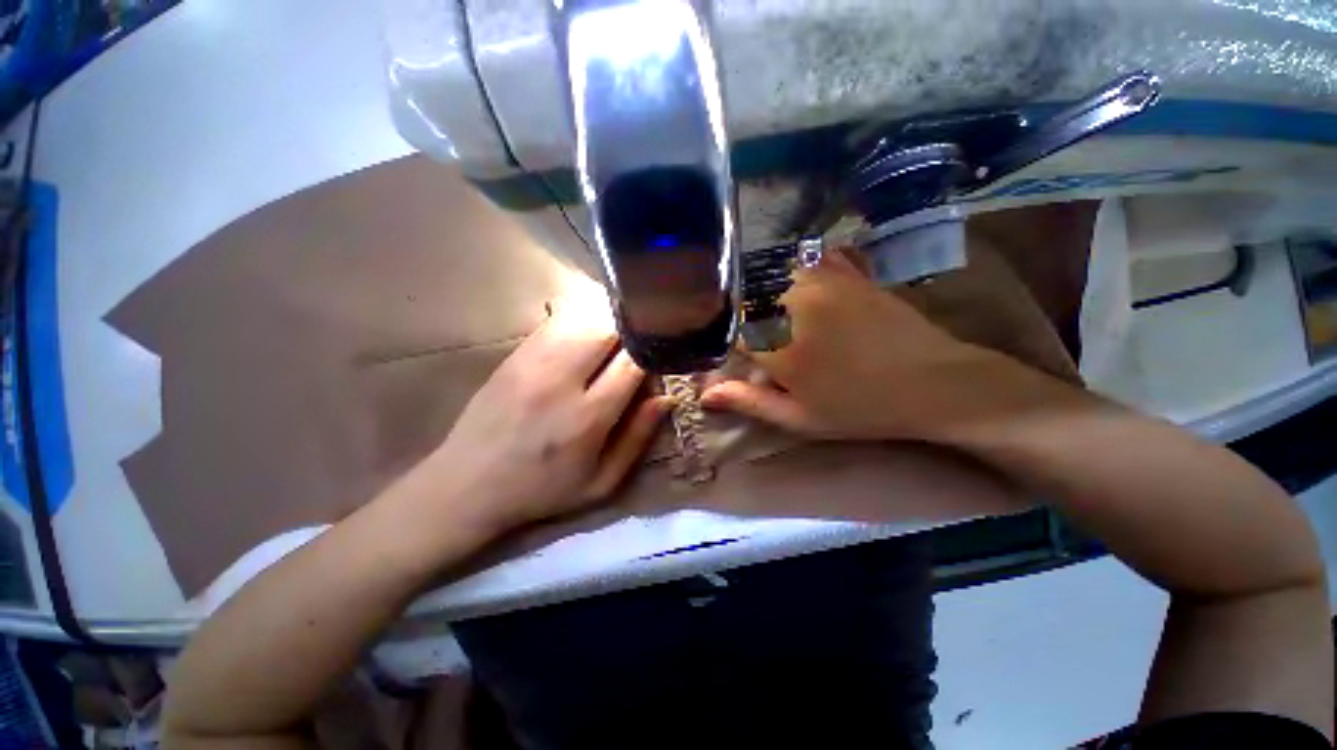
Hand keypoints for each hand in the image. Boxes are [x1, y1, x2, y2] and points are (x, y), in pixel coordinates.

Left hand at [426, 297, 671, 531]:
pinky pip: (555, 322)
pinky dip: (579, 320)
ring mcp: (532, 363)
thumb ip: (637, 439)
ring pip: (581, 318)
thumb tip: (666, 398)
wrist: (467, 484)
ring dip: (606, 321)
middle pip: (607, 329)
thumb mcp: (600, 483)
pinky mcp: (513, 355)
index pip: (632, 363)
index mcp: (587, 418)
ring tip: (615, 337)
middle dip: (630, 330)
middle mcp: (560, 382)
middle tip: (637, 344)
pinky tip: (584, 334)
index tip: (658, 358)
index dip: (652, 354)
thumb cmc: (542, 490)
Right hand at [702, 252, 1016, 440]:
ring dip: (766, 295)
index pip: (729, 332)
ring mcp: (822, 281)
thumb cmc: (861, 408)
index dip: (728, 346)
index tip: (739, 359)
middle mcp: (792, 304)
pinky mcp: (846, 272)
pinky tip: (802, 289)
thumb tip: (705, 395)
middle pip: (746, 301)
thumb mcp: (800, 418)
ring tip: (779, 320)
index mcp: (778, 344)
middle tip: (762, 345)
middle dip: (745, 322)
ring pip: (772, 277)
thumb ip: (750, 402)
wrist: (935, 383)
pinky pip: (808, 259)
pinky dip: (797, 270)